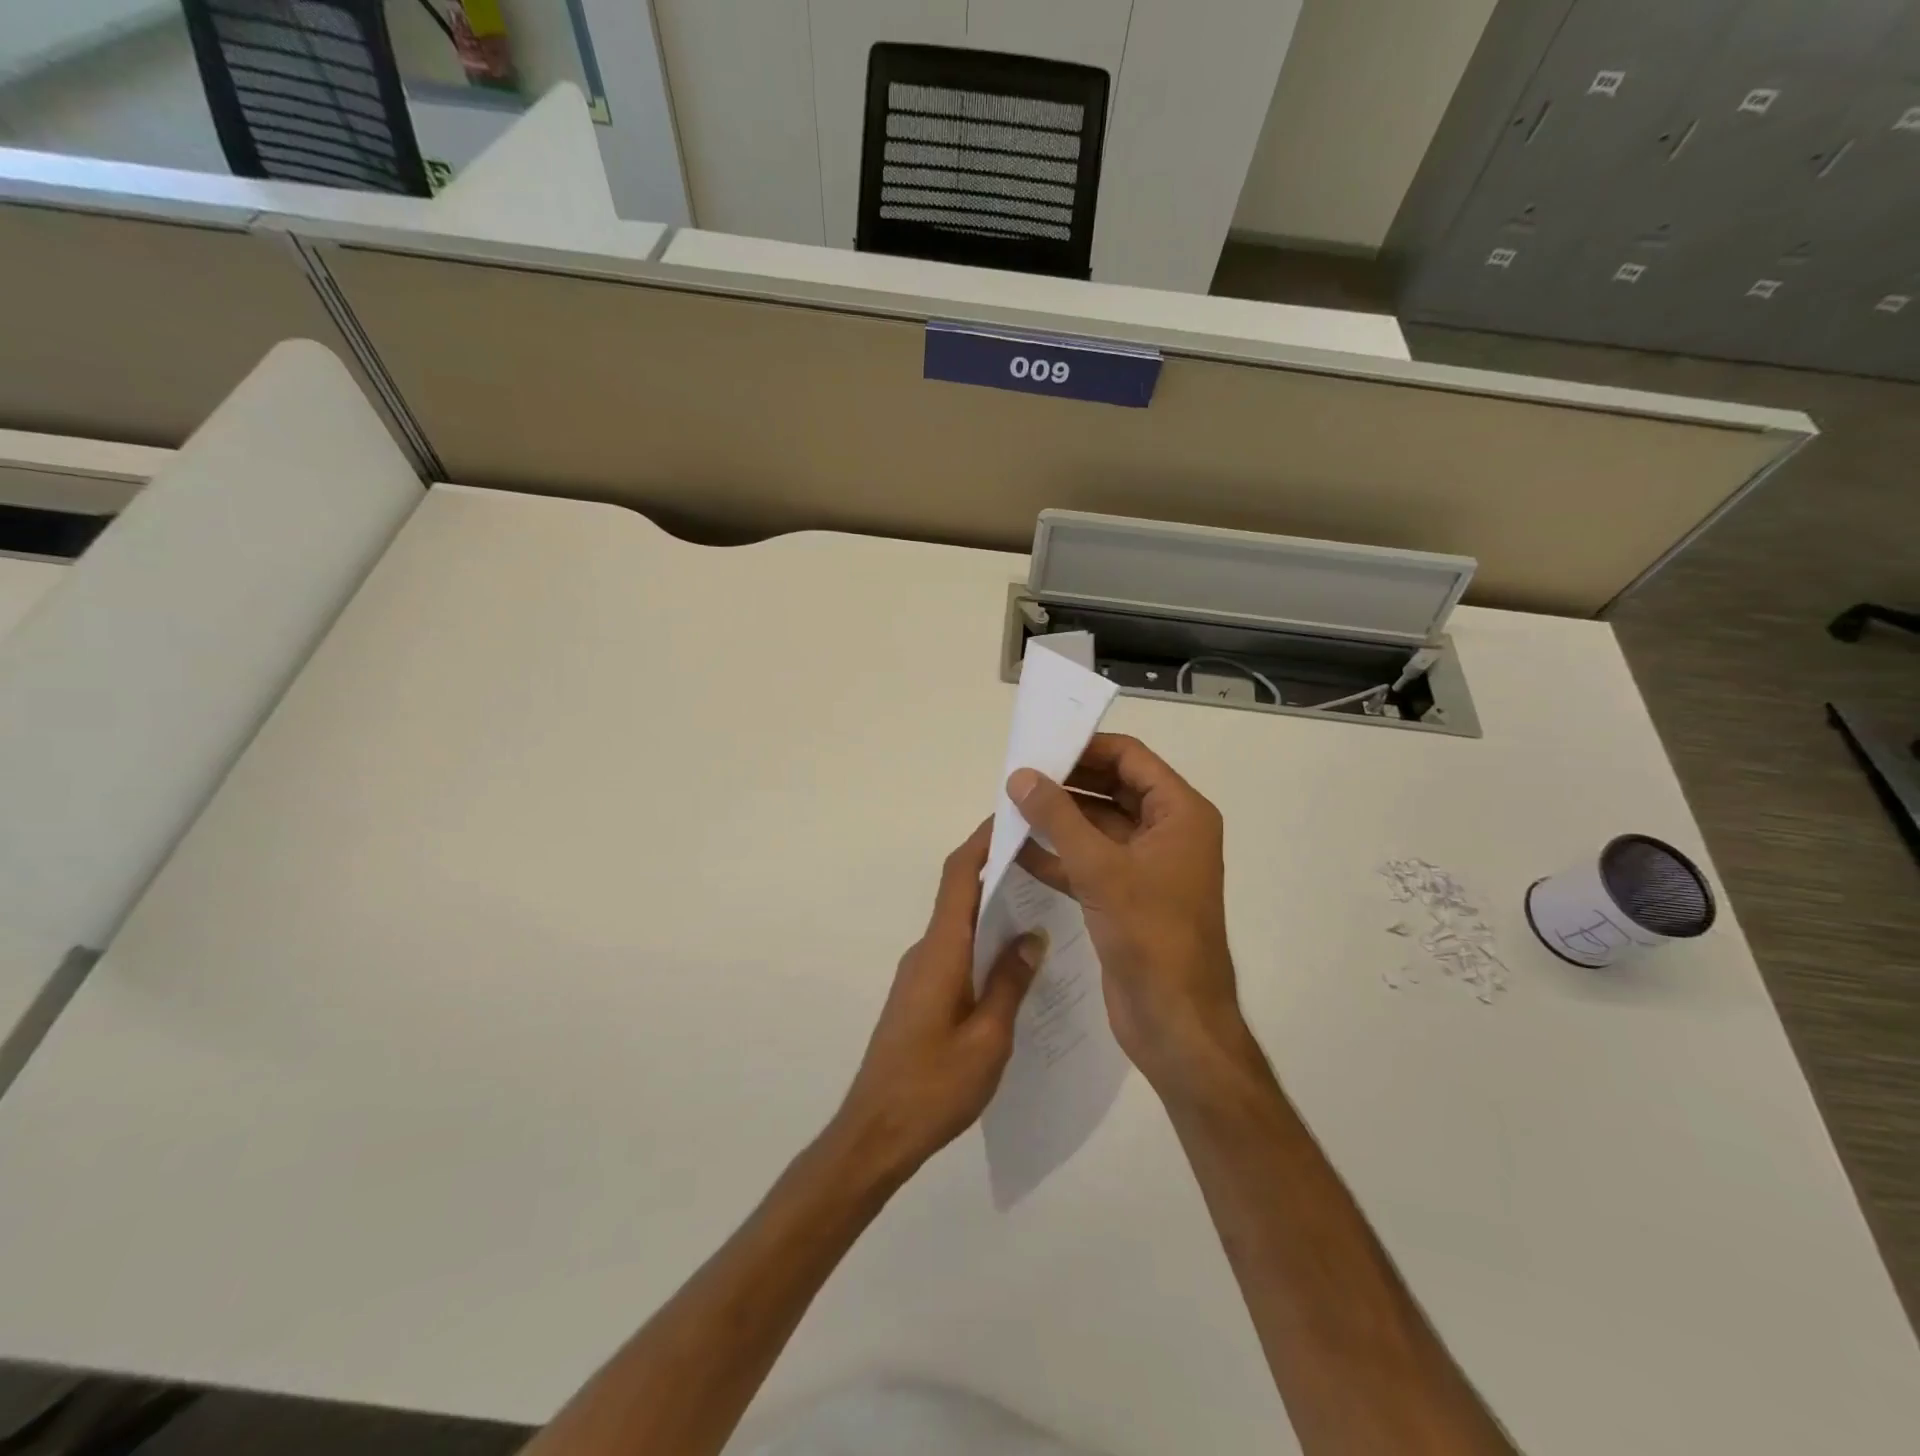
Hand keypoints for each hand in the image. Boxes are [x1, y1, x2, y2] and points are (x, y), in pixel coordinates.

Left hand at [831, 820, 1042, 1182]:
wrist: (875, 1133)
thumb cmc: (934, 1086)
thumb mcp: (989, 1038)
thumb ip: (1011, 982)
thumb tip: (1033, 935)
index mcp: (941, 951)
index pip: (959, 875)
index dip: (982, 840)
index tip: (1013, 816)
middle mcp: (926, 951)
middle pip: (959, 892)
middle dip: (996, 867)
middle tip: (1045, 858)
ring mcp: (919, 972)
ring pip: (958, 923)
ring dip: (992, 905)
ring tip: (1043, 903)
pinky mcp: (920, 994)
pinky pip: (955, 950)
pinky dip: (983, 939)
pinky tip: (1016, 960)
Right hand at [1010, 734, 1247, 1093]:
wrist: (1175, 1022)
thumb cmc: (1150, 935)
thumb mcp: (1100, 868)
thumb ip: (1058, 817)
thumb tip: (1020, 775)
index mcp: (1180, 814)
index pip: (1130, 759)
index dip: (1086, 747)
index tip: (1040, 746)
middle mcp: (1167, 832)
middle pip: (1112, 788)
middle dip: (1066, 782)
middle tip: (1017, 776)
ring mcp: (1146, 866)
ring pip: (1097, 826)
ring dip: (1058, 818)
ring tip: (1010, 807)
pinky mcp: (1125, 896)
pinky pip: (1089, 861)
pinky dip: (1058, 854)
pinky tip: (1017, 850)